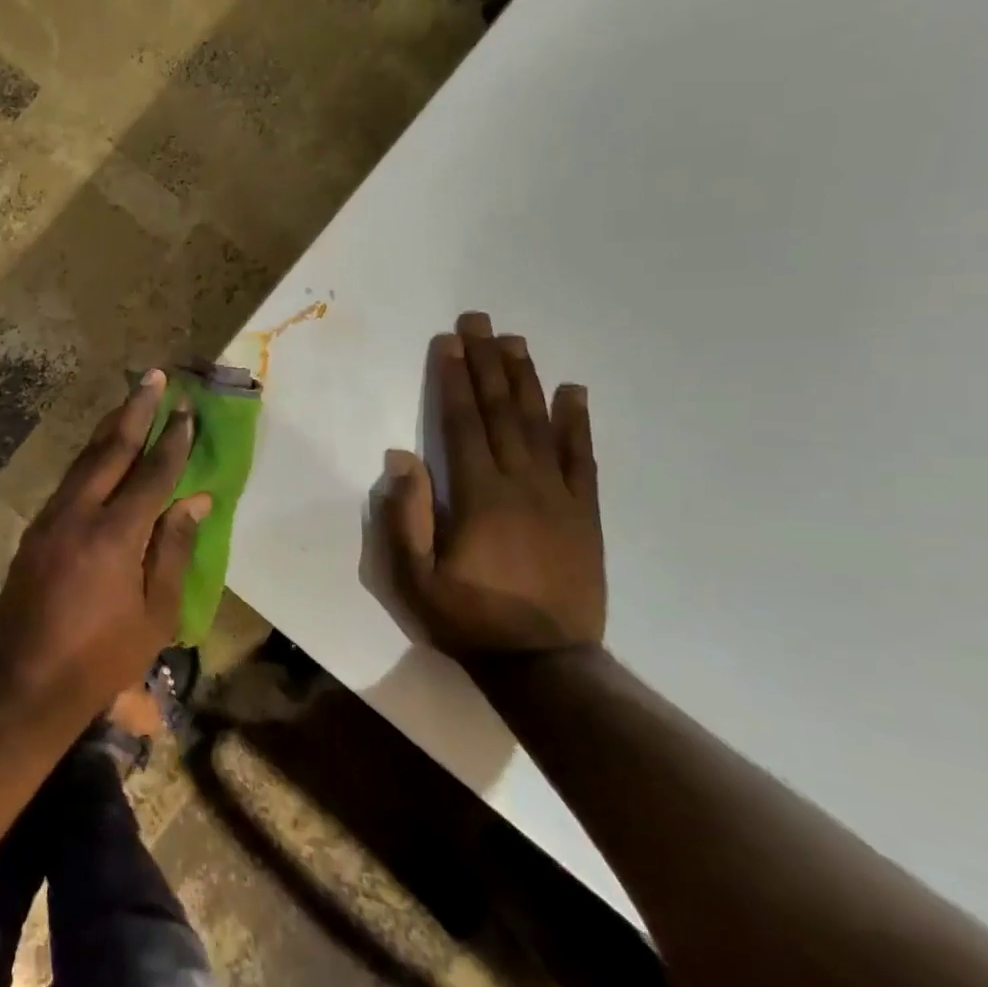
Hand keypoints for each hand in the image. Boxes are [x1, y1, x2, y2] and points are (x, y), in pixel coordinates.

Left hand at [0, 370, 209, 714]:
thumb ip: (174, 550)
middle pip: (111, 450)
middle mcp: (79, 514)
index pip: (152, 474)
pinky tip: (102, 450)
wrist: (26, 680)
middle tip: (153, 377)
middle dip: (135, 410)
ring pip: (84, 459)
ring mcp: (51, 518)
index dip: (172, 440)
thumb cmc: (102, 655)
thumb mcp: (156, 613)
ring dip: (110, 427)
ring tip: (131, 400)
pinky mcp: (35, 530)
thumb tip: (195, 501)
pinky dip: (91, 457)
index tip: (186, 410)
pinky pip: (69, 480)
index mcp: (115, 535)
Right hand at [380, 312, 604, 656]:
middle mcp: (523, 485)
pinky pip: (583, 460)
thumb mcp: (415, 579)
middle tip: (480, 321)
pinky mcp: (586, 516)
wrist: (545, 665)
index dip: (454, 380)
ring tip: (515, 342)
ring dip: (526, 380)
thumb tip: (402, 458)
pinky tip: (573, 392)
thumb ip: (406, 517)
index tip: (449, 342)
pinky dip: (578, 424)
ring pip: (541, 426)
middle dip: (487, 363)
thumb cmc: (468, 620)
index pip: (464, 424)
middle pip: (503, 412)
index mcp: (480, 496)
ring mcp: (560, 498)